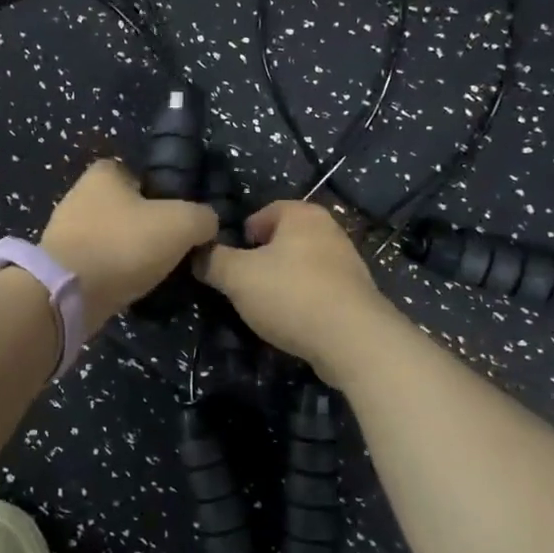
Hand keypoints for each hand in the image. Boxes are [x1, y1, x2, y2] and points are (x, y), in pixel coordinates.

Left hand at [39, 160, 217, 336]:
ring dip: (131, 252)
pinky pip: (99, 262)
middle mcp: (80, 195)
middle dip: (148, 226)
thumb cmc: (124, 245)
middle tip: (173, 247)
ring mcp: (66, 231)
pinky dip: (115, 272)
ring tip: (155, 271)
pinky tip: (130, 285)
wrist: (69, 294)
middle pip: (128, 207)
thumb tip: (207, 224)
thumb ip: (202, 217)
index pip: (141, 175)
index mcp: (104, 173)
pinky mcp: (61, 264)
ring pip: (113, 237)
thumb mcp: (181, 224)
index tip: (180, 218)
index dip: (165, 194)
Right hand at [195, 201, 396, 383]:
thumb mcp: (237, 277)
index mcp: (302, 214)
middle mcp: (329, 229)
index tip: (231, 262)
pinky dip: (303, 300)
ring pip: (302, 265)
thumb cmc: (290, 295)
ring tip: (266, 306)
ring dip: (283, 281)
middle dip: (262, 259)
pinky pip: (319, 289)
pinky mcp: (356, 293)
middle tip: (244, 284)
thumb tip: (197, 253)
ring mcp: (347, 261)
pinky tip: (293, 321)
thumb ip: (213, 261)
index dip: (242, 235)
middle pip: (284, 239)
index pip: (263, 213)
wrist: (352, 340)